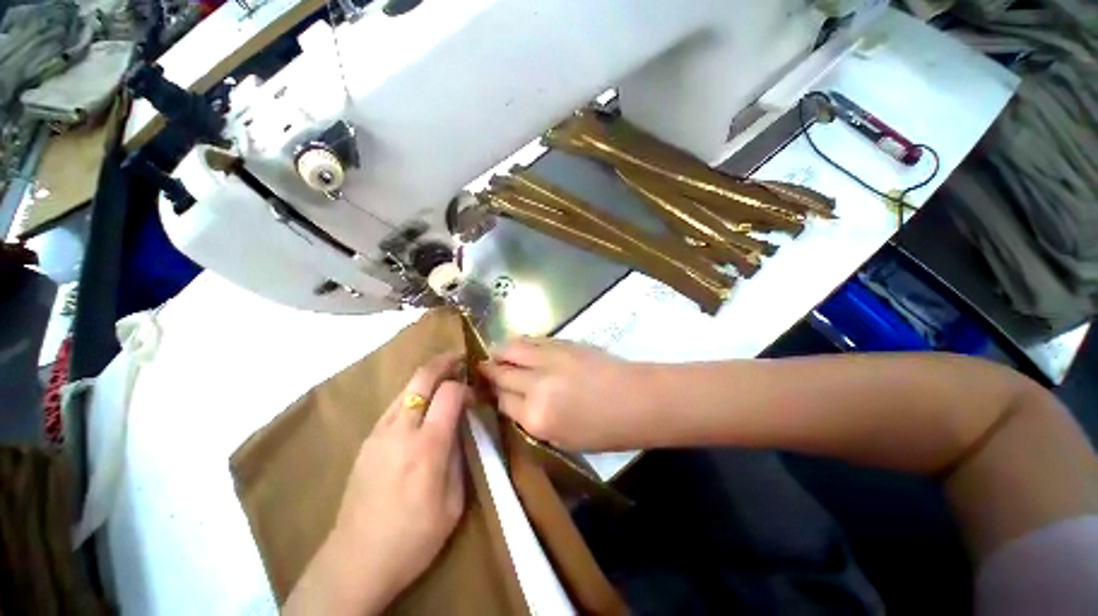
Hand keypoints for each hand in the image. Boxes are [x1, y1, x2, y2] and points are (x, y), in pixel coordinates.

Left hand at [284, 353, 468, 614]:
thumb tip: (461, 424)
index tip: (474, 396)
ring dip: (426, 377)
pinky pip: (394, 405)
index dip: (465, 386)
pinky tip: (421, 406)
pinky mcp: (367, 441)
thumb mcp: (454, 501)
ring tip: (443, 377)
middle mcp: (400, 431)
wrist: (356, 561)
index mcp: (427, 446)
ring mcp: (378, 433)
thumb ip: (459, 454)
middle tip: (459, 358)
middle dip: (443, 362)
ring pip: (405, 388)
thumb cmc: (414, 537)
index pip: (449, 392)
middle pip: (421, 378)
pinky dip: (412, 395)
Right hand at [478, 338, 652, 450]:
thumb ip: (533, 422)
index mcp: (536, 418)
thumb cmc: (605, 431)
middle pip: (501, 373)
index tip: (486, 391)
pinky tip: (518, 346)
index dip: (491, 395)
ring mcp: (549, 360)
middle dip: (488, 371)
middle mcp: (536, 386)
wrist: (636, 399)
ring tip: (495, 353)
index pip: (501, 401)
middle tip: (482, 369)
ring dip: (500, 351)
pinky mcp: (562, 343)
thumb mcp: (562, 440)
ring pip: (512, 349)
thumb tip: (514, 403)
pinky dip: (520, 343)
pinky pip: (532, 340)